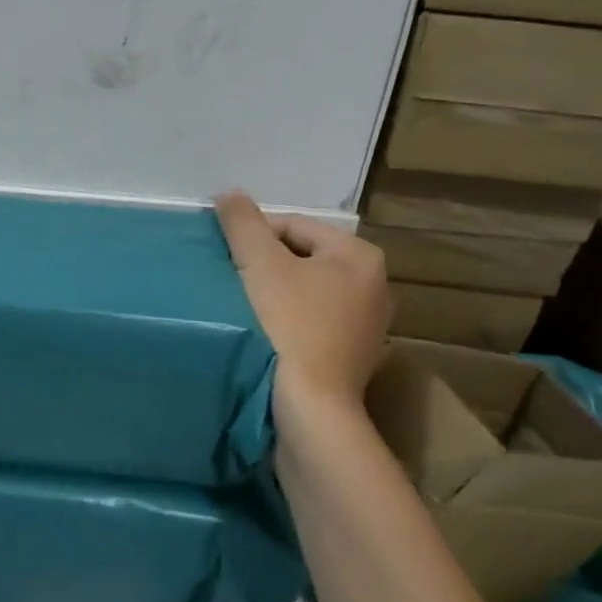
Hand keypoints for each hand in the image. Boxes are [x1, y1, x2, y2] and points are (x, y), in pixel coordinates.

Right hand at [214, 191, 390, 415]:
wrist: (310, 408)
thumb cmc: (288, 325)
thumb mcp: (260, 263)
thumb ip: (243, 223)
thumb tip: (229, 193)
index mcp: (360, 256)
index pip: (294, 226)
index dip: (254, 237)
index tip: (226, 257)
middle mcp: (375, 286)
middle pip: (302, 259)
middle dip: (265, 266)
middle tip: (232, 281)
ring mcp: (367, 326)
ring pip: (306, 293)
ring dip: (274, 295)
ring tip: (243, 309)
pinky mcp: (352, 358)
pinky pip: (312, 324)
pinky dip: (287, 323)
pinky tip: (264, 337)